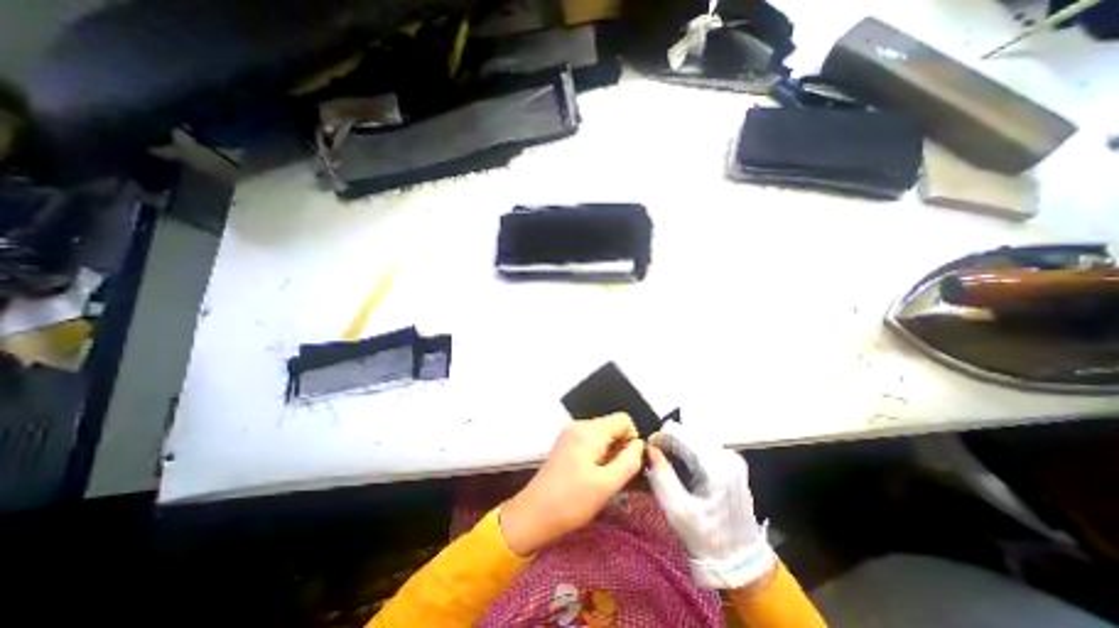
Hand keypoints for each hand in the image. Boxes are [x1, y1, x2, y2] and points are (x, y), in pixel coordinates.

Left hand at [500, 415, 642, 555]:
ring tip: (604, 476)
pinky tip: (593, 472)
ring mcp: (570, 433)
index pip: (623, 419)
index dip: (632, 438)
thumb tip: (640, 446)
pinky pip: (590, 439)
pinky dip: (598, 452)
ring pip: (602, 433)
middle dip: (620, 445)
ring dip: (610, 450)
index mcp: (589, 431)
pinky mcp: (566, 442)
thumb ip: (628, 462)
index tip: (629, 462)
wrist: (535, 513)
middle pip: (612, 425)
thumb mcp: (606, 485)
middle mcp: (579, 425)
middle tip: (617, 473)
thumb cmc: (572, 501)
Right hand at [644, 422, 774, 588]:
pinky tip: (681, 471)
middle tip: (657, 464)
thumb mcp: (679, 512)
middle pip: (686, 431)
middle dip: (668, 443)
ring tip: (668, 468)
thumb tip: (650, 449)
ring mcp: (730, 457)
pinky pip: (700, 446)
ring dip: (676, 447)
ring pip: (692, 437)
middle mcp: (726, 454)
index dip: (659, 439)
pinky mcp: (730, 462)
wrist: (741, 560)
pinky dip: (686, 452)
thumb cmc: (708, 539)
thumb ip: (662, 477)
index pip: (678, 431)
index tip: (649, 455)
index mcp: (716, 464)